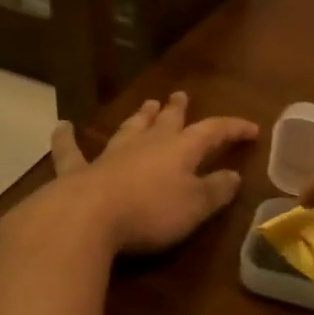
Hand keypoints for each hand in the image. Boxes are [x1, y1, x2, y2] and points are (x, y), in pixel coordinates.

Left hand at [22, 93, 259, 256]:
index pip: (213, 132)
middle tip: (181, 96)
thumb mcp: (195, 206)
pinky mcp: (78, 172)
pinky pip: (71, 151)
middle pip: (166, 122)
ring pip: (129, 129)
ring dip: (140, 117)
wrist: (87, 218)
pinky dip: (67, 139)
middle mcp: (147, 144)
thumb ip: (216, 190)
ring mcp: (110, 155)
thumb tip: (234, 176)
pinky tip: (62, 127)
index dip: (233, 128)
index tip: (252, 129)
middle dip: (177, 110)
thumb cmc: (150, 212)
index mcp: (180, 150)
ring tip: (147, 104)